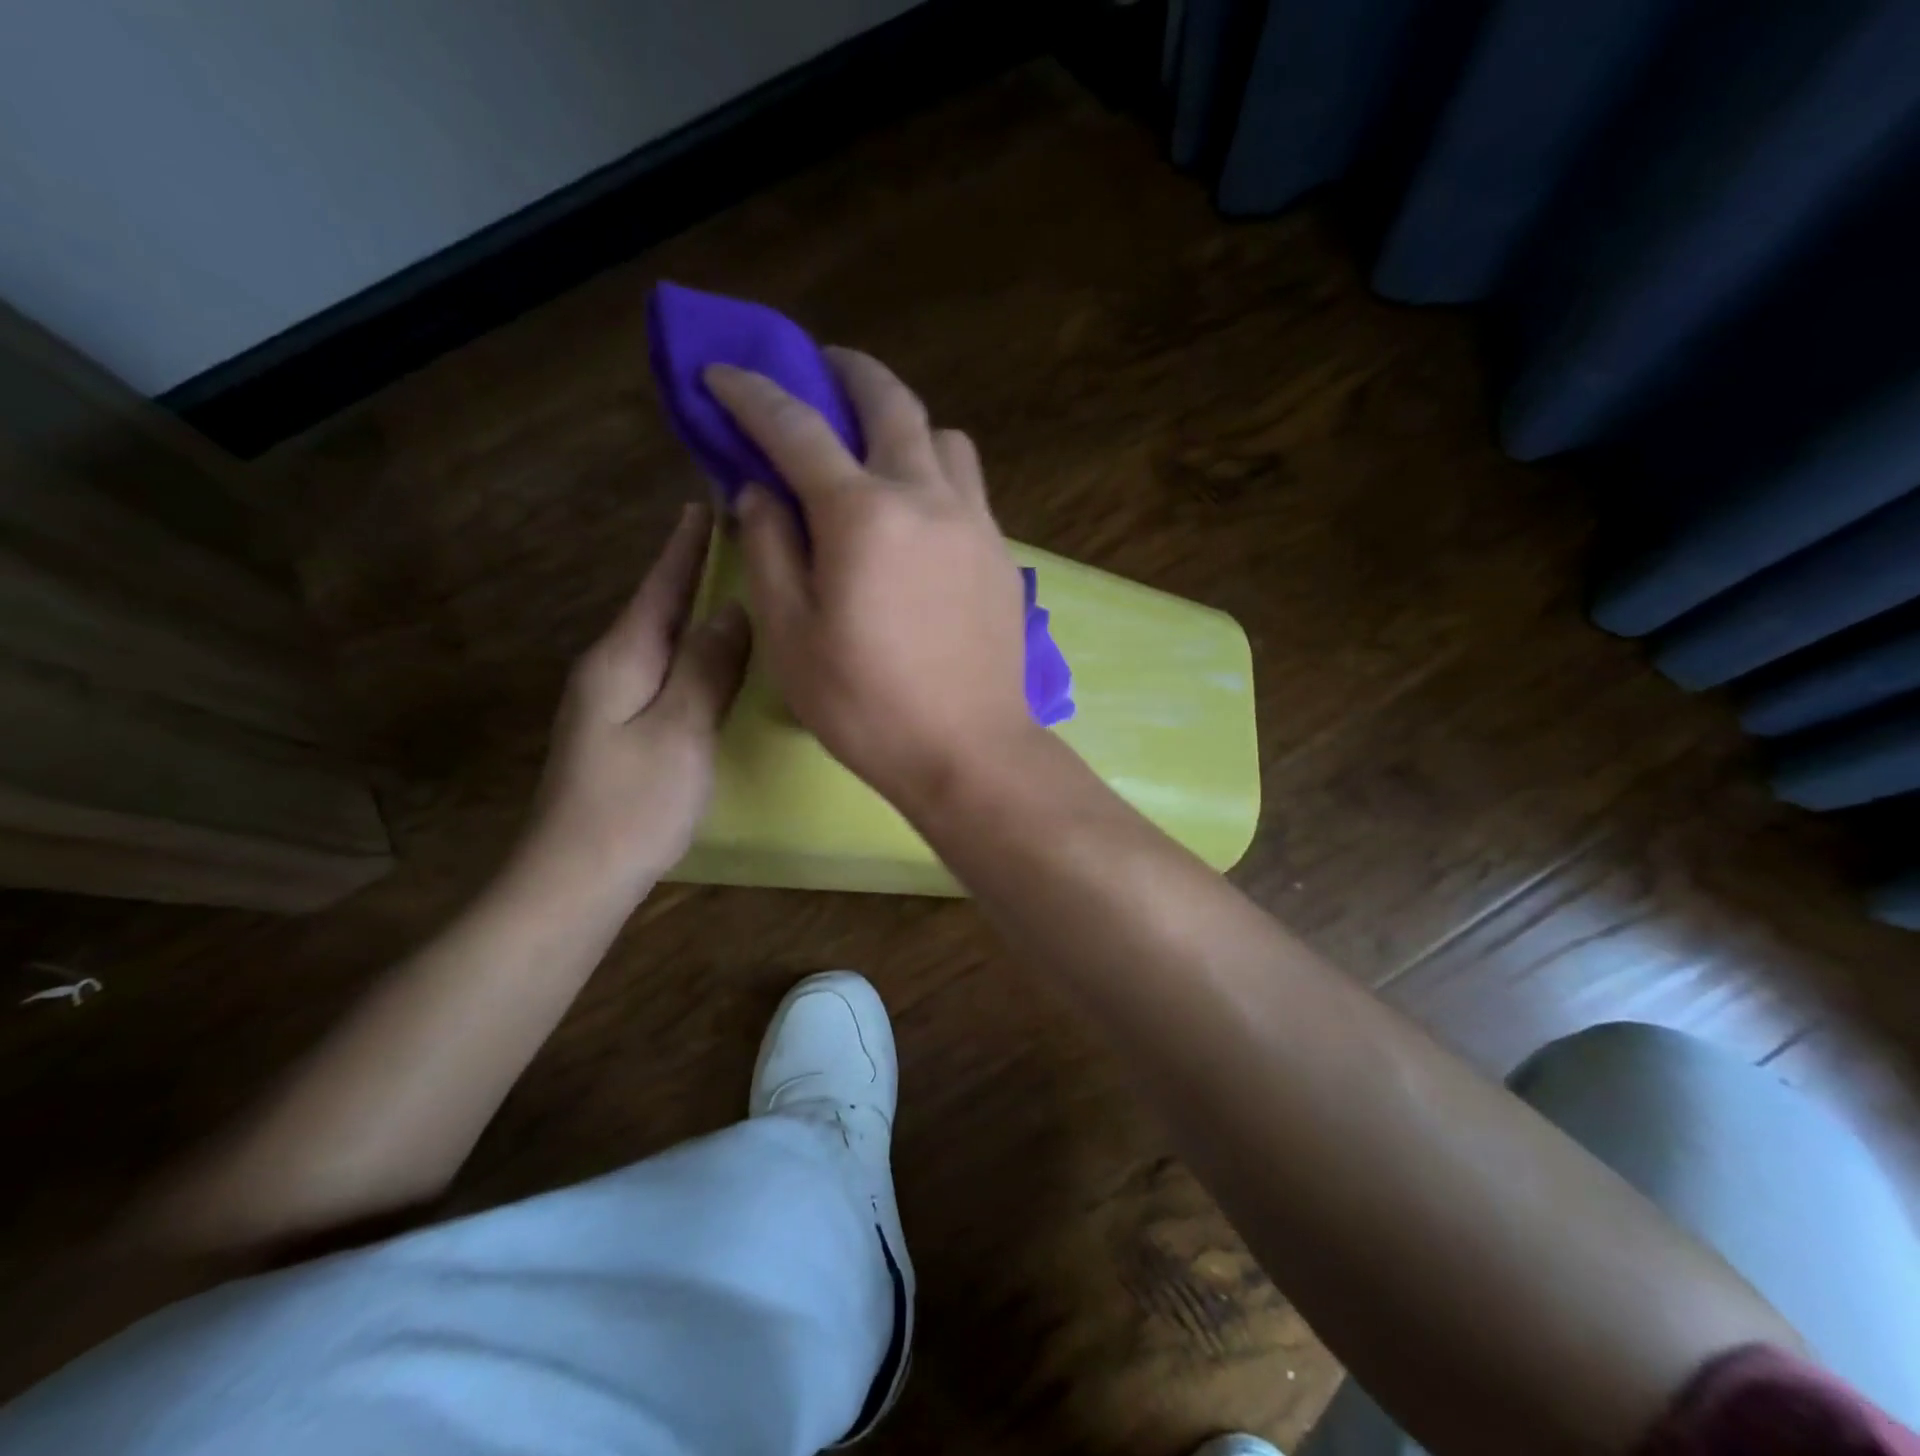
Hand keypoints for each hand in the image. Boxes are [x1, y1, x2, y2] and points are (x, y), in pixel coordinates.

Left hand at [518, 504, 750, 901]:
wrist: (576, 875)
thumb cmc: (634, 803)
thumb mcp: (681, 730)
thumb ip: (708, 667)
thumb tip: (734, 609)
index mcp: (622, 658)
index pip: (660, 587)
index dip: (686, 546)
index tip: (708, 502)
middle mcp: (611, 668)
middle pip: (656, 606)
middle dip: (690, 569)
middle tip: (734, 537)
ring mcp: (611, 700)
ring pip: (660, 638)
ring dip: (692, 608)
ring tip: (731, 584)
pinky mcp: (621, 727)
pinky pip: (663, 669)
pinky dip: (690, 648)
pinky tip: (711, 653)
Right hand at [704, 350, 1036, 808]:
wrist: (968, 749)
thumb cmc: (866, 706)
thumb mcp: (791, 636)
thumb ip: (769, 550)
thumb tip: (760, 492)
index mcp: (863, 515)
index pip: (797, 429)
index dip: (752, 394)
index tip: (722, 374)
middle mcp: (925, 497)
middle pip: (889, 402)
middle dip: (847, 372)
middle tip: (820, 369)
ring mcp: (974, 521)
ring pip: (942, 437)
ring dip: (903, 423)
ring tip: (876, 449)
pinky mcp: (1000, 552)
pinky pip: (967, 484)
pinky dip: (935, 470)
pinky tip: (917, 509)